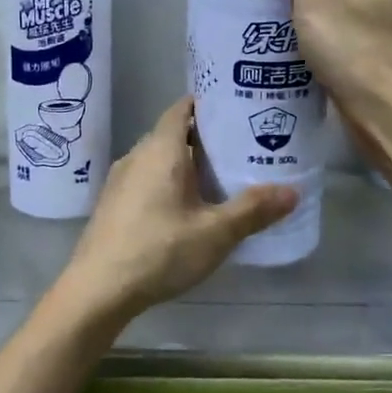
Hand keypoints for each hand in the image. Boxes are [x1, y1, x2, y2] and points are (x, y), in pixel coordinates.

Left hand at [58, 98, 296, 321]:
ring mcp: (120, 180)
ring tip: (220, 177)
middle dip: (204, 137)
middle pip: (173, 133)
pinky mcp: (113, 203)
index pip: (182, 108)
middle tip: (240, 147)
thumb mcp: (215, 233)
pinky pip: (146, 179)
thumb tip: (293, 191)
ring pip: (159, 159)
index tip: (235, 108)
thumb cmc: (159, 251)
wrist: (98, 289)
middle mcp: (137, 155)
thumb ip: (254, 210)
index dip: (206, 103)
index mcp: (161, 150)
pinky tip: (187, 207)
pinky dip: (169, 181)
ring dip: (186, 163)